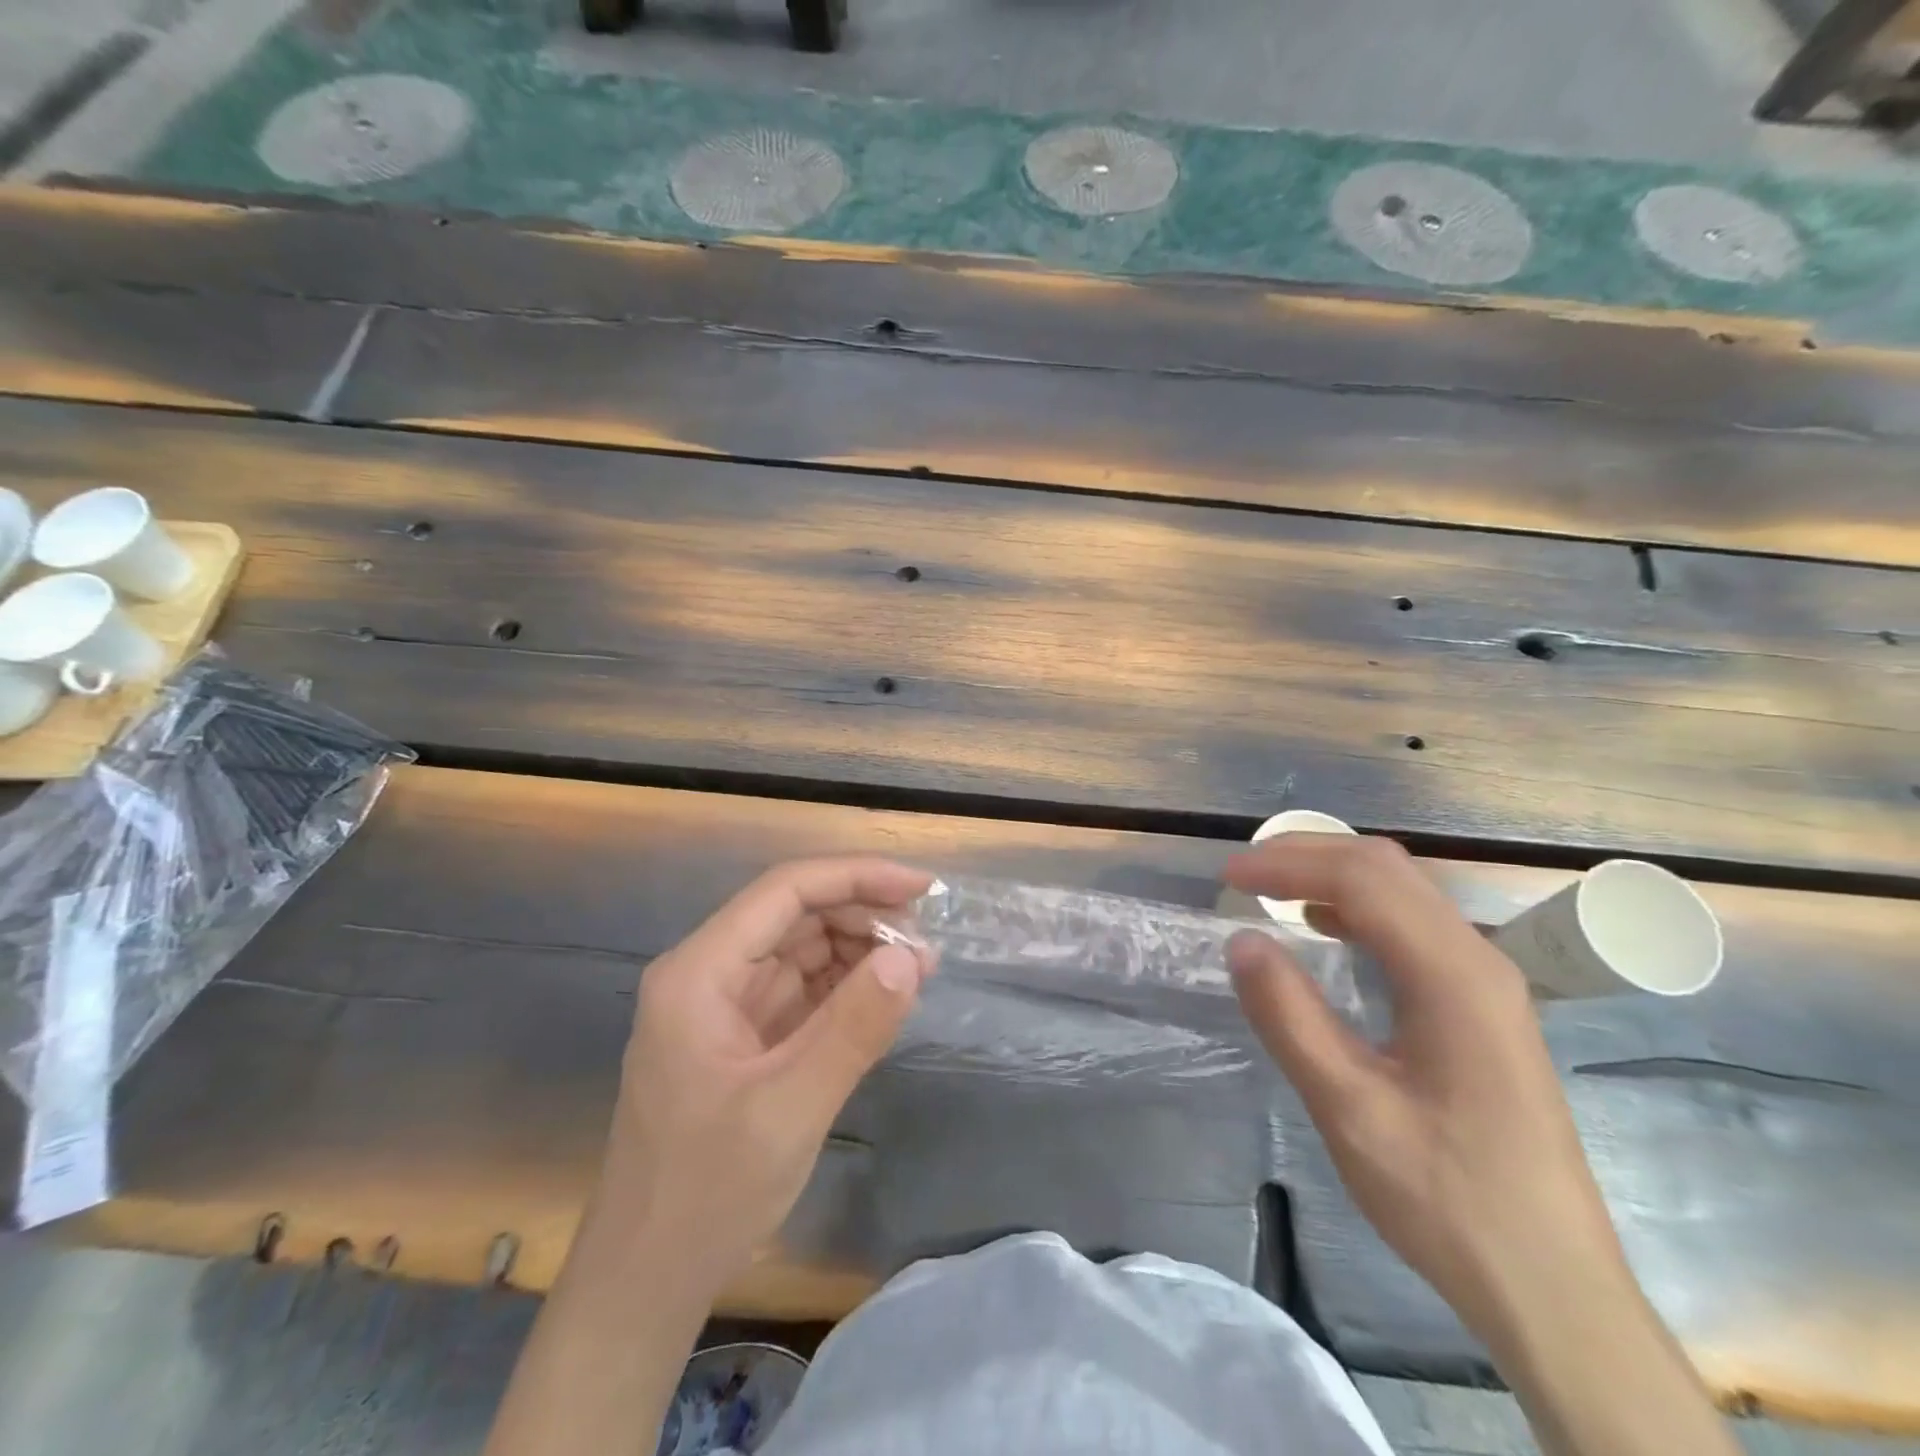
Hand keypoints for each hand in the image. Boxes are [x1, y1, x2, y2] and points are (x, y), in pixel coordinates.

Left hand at [593, 856, 933, 1288]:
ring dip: (860, 951)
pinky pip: (802, 991)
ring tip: (917, 970)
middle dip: (864, 917)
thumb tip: (910, 956)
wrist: (647, 1282)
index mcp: (700, 973)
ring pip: (802, 949)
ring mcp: (726, 1006)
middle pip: (795, 915)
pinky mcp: (744, 1037)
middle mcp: (709, 974)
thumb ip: (853, 1028)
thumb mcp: (789, 1109)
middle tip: (927, 946)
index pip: (785, 891)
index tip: (921, 889)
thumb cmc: (707, 1193)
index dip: (856, 877)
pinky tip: (885, 997)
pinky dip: (846, 987)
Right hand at [1222, 834, 1623, 1338]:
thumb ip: (1290, 1017)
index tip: (1228, 879)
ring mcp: (1487, 982)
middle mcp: (1478, 961)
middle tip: (1243, 874)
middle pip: (1388, 870)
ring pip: (1404, 893)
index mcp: (1453, 976)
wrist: (1551, 1287)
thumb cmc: (1446, 1198)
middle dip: (1309, 856)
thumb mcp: (1349, 1109)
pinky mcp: (1481, 1007)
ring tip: (1272, 890)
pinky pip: (1413, 927)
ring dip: (1333, 877)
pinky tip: (1325, 931)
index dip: (1289, 866)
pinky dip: (1358, 909)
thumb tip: (1240, 940)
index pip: (1363, 880)